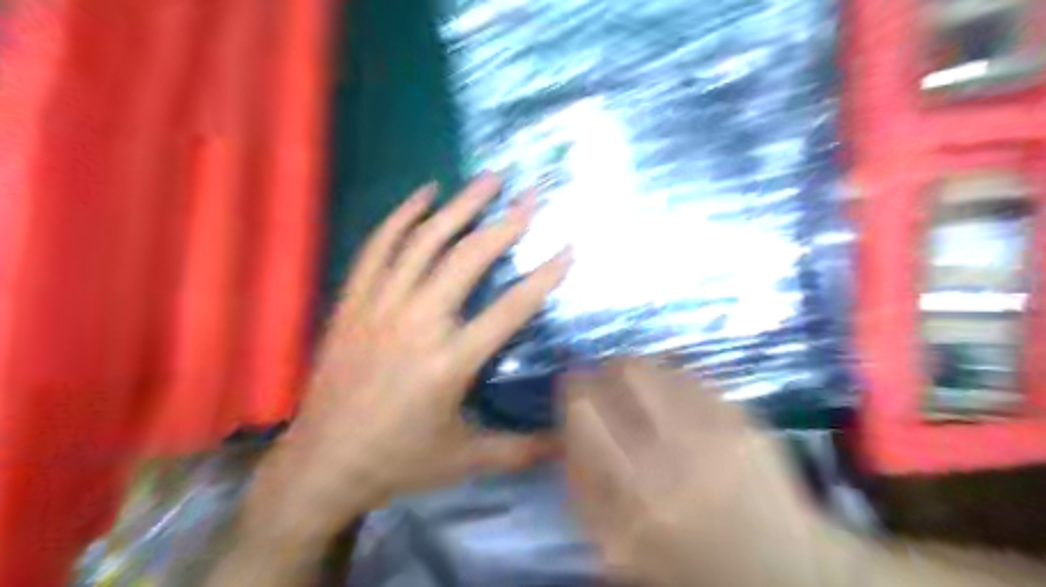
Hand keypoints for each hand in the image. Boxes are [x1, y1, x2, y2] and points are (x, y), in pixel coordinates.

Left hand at [253, 175, 568, 540]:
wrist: (322, 462)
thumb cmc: (399, 460)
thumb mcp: (467, 459)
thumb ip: (522, 449)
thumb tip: (570, 444)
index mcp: (450, 363)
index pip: (510, 308)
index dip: (544, 276)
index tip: (568, 247)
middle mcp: (417, 324)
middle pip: (467, 259)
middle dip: (505, 223)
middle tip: (531, 195)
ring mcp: (380, 307)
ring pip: (424, 243)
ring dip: (459, 207)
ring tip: (487, 179)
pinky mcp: (353, 302)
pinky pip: (378, 247)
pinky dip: (402, 216)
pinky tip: (424, 194)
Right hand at [559, 359, 829, 586]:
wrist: (778, 571)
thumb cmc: (686, 563)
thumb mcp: (615, 543)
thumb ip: (582, 484)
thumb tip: (565, 428)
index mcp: (634, 491)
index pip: (585, 409)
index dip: (572, 390)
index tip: (572, 391)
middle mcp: (675, 450)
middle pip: (623, 371)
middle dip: (604, 371)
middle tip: (604, 385)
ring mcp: (714, 428)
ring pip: (656, 365)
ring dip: (635, 372)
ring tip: (637, 390)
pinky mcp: (743, 418)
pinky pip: (689, 375)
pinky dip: (669, 379)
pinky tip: (671, 398)